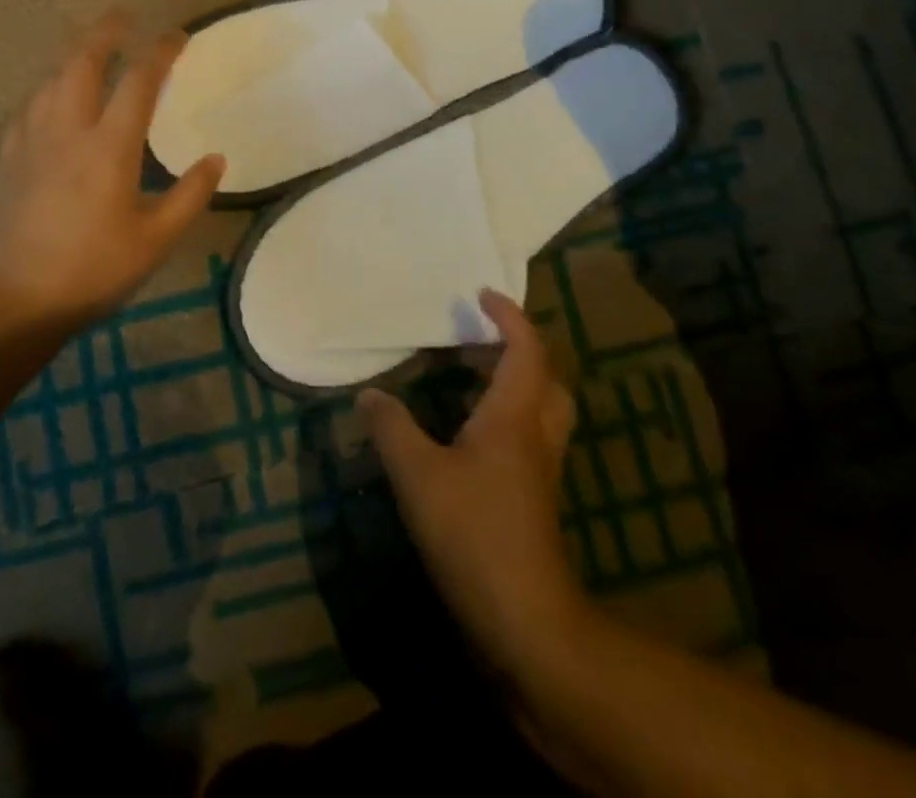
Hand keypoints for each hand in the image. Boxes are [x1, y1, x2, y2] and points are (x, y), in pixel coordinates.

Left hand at [0, 13, 224, 333]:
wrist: (14, 300)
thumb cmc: (92, 271)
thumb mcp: (155, 241)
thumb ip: (190, 196)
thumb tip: (216, 159)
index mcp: (108, 148)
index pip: (139, 82)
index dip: (160, 51)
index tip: (176, 34)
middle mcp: (67, 130)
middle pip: (82, 62)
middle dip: (104, 32)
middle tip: (123, 15)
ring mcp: (31, 140)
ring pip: (51, 78)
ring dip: (74, 54)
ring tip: (91, 47)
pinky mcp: (8, 156)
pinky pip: (30, 103)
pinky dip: (49, 85)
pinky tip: (53, 93)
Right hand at [359, 289, 582, 673]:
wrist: (525, 620)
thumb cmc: (473, 532)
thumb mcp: (417, 474)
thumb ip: (391, 428)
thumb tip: (369, 395)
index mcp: (515, 416)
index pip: (526, 349)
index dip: (509, 316)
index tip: (482, 295)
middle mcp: (536, 435)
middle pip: (546, 376)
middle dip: (519, 347)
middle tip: (478, 338)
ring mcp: (540, 470)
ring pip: (542, 408)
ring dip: (515, 382)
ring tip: (470, 377)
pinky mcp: (535, 499)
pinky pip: (529, 436)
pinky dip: (508, 417)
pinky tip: (469, 435)